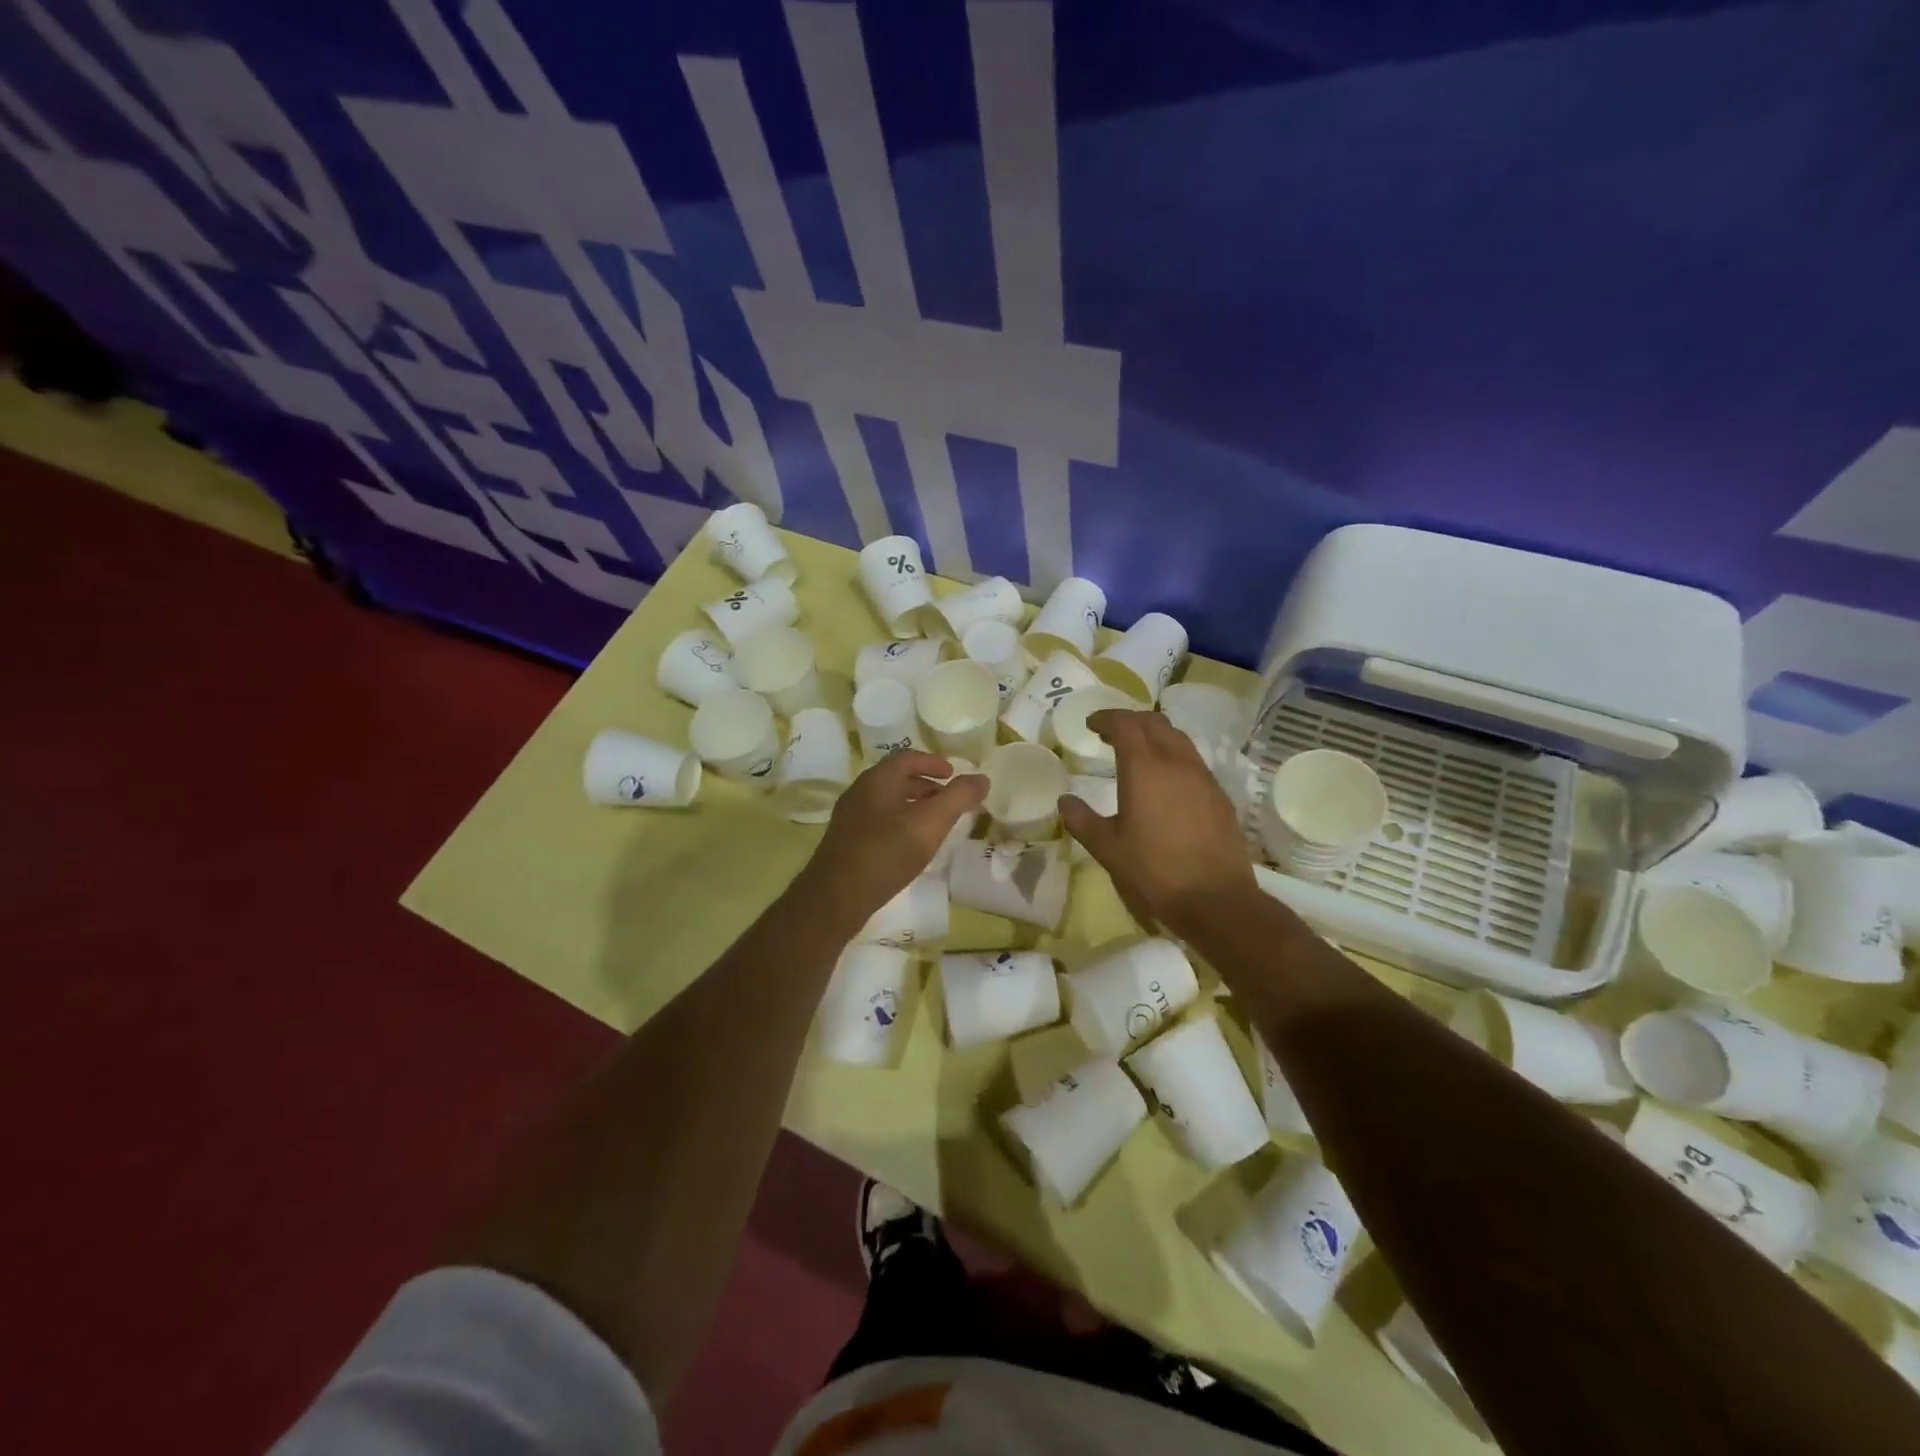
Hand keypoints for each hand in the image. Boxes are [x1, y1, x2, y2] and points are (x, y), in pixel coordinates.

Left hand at [800, 752, 985, 926]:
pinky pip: (879, 821)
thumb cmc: (886, 853)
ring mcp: (850, 818)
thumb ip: (958, 798)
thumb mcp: (930, 823)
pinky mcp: (847, 842)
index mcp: (877, 780)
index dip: (932, 762)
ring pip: (887, 802)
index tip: (953, 773)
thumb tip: (982, 778)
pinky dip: (900, 823)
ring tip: (935, 823)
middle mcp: (860, 792)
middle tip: (949, 799)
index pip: (907, 758)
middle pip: (896, 779)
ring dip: (913, 806)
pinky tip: (910, 846)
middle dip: (925, 785)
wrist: (835, 898)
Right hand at [1058, 709, 1255, 936]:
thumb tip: (1065, 801)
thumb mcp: (1107, 848)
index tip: (1091, 724)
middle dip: (1130, 721)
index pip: (1125, 724)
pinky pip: (1193, 761)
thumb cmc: (1153, 871)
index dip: (1106, 718)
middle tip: (1111, 734)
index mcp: (1144, 768)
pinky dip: (1173, 756)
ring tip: (1138, 752)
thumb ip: (1082, 820)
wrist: (1215, 898)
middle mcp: (1176, 762)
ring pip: (1178, 738)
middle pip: (1154, 722)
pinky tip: (1166, 781)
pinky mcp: (1219, 795)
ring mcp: (1202, 777)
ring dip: (1155, 735)